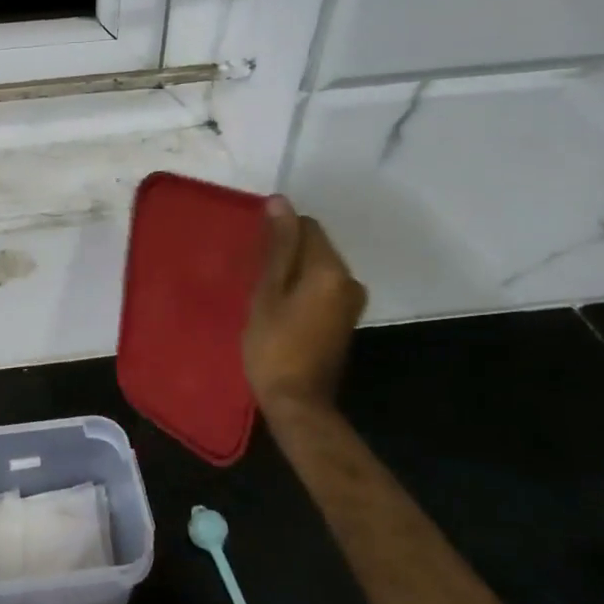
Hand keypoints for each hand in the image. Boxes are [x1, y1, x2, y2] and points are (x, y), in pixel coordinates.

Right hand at [242, 196, 366, 415]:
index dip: (278, 234)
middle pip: (315, 247)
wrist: (297, 402)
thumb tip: (280, 202)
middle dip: (286, 253)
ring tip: (263, 293)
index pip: (307, 226)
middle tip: (254, 276)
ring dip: (292, 273)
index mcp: (330, 269)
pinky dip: (301, 290)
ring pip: (317, 269)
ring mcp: (350, 301)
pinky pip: (321, 288)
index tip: (254, 255)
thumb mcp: (267, 293)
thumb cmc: (273, 346)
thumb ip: (277, 247)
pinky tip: (279, 308)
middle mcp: (349, 279)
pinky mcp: (344, 319)